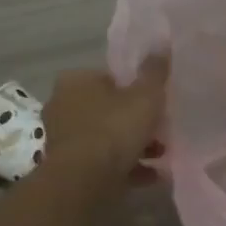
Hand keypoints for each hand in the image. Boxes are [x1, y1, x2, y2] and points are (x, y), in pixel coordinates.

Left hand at [42, 55, 168, 178]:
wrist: (84, 182)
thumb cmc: (114, 129)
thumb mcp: (145, 95)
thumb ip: (154, 71)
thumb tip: (161, 43)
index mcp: (75, 81)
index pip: (109, 77)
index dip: (134, 87)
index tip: (154, 99)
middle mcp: (63, 106)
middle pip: (107, 108)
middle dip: (134, 119)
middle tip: (161, 128)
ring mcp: (64, 139)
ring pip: (106, 137)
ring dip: (132, 145)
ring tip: (162, 153)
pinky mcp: (69, 168)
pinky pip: (104, 162)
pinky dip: (126, 166)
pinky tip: (152, 175)